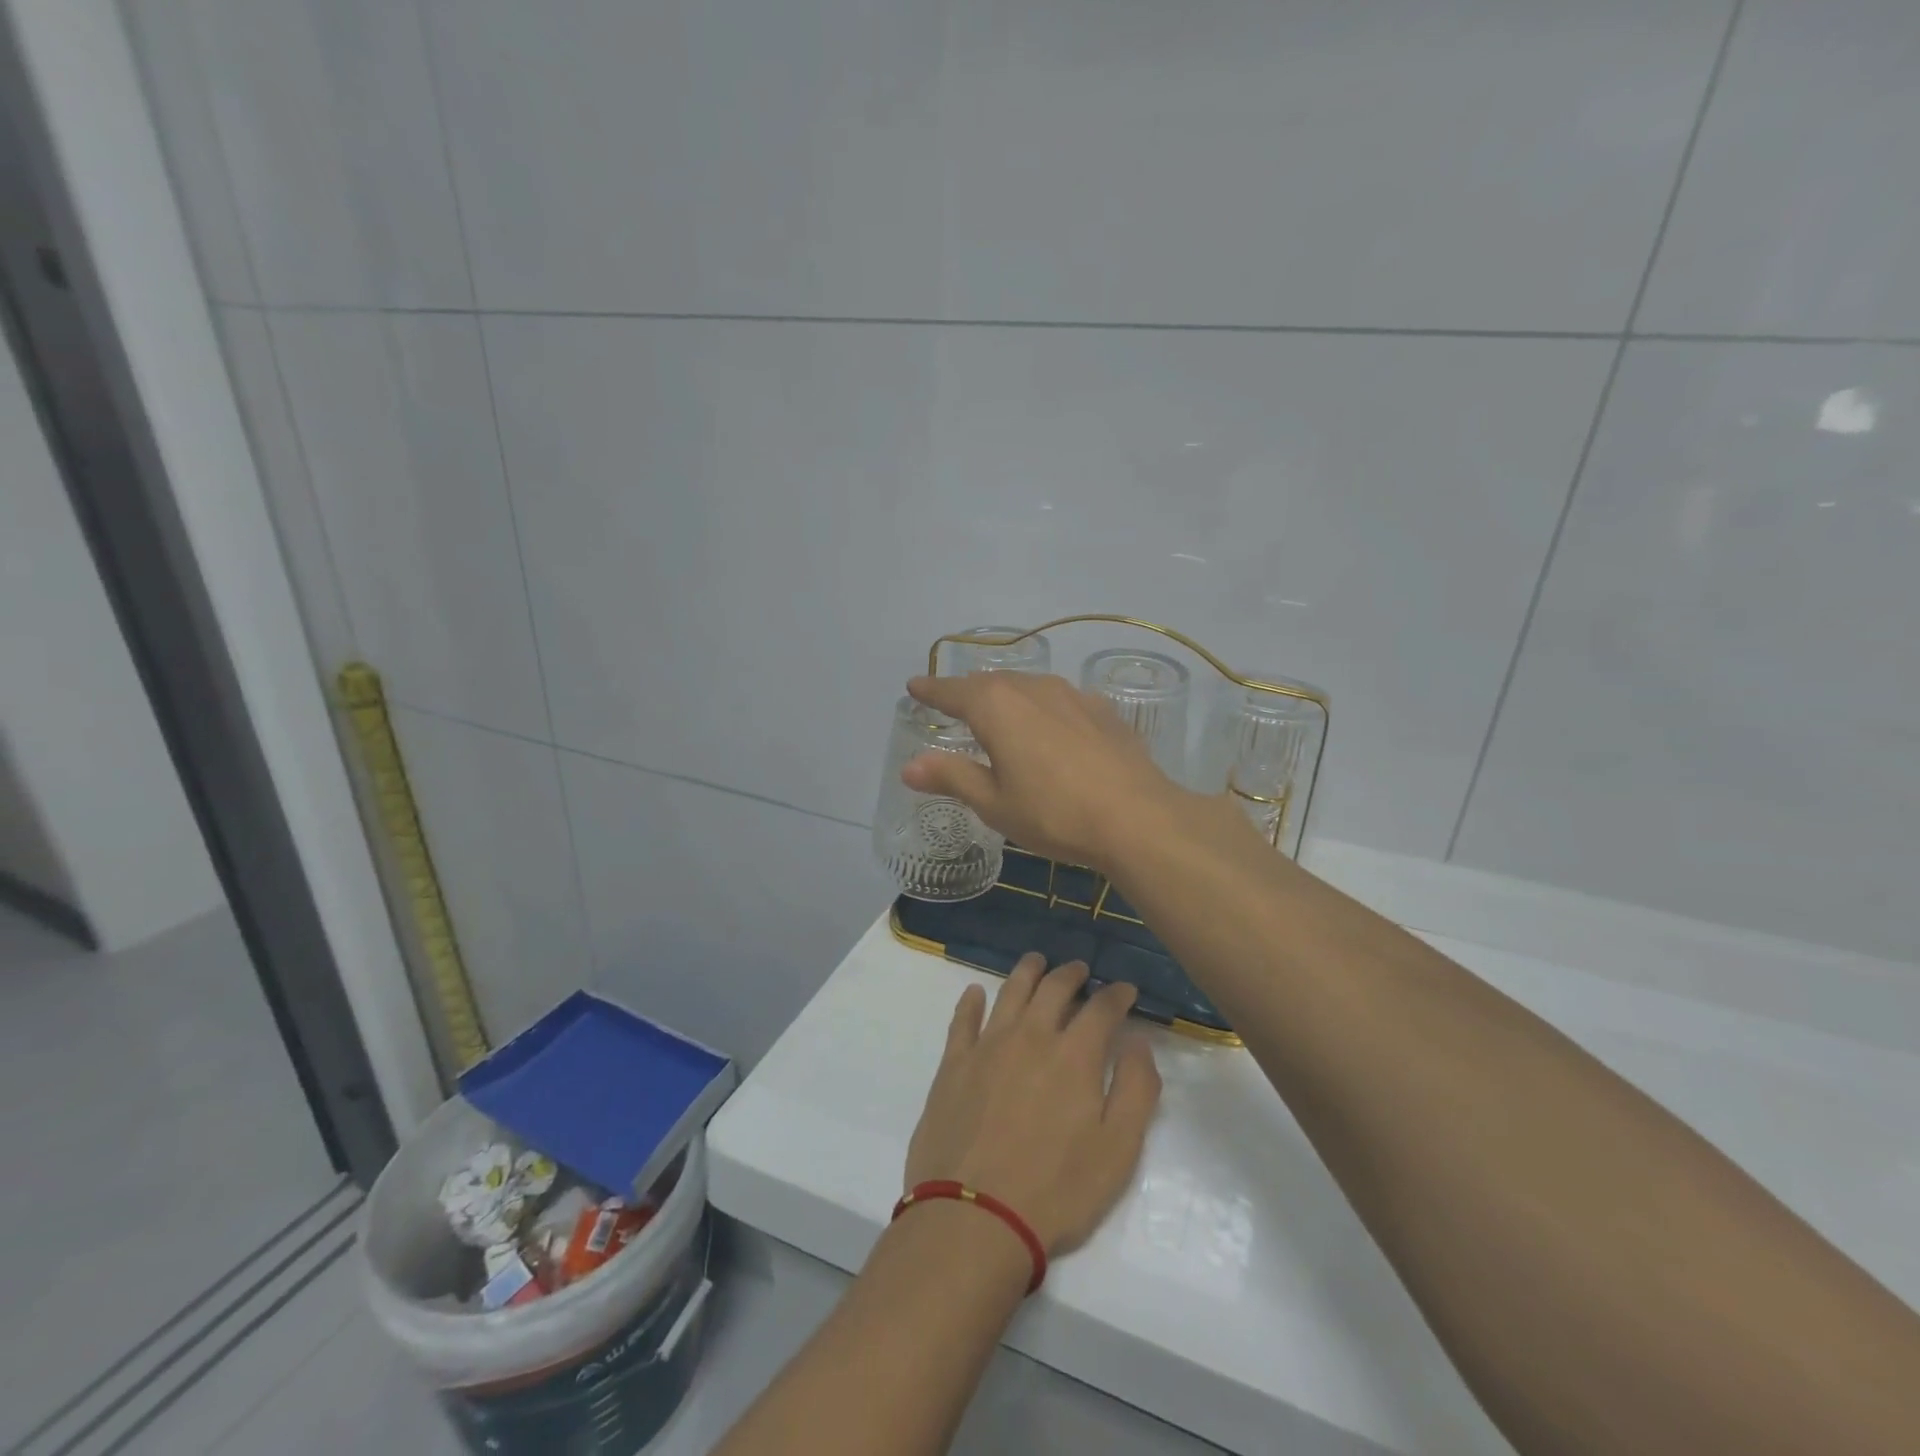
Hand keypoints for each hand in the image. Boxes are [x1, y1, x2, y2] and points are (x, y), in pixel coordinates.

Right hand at [902, 672, 1189, 872]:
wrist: (1137, 818)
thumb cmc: (1053, 813)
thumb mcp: (994, 803)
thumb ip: (952, 777)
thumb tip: (910, 767)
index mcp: (997, 706)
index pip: (953, 691)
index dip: (931, 690)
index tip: (915, 686)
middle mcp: (1032, 688)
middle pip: (991, 682)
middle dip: (968, 691)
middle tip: (953, 702)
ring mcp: (1072, 695)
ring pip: (1028, 686)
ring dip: (1007, 695)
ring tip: (998, 710)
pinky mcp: (1102, 710)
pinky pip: (1059, 700)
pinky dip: (1042, 707)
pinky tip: (1050, 726)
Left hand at [904, 955, 1160, 1255]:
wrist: (973, 1216)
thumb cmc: (1056, 1191)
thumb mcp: (1118, 1151)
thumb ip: (1136, 1089)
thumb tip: (1137, 1042)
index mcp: (1074, 1055)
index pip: (1101, 1008)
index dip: (1117, 995)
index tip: (1126, 990)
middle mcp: (1031, 1036)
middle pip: (1053, 988)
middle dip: (1071, 974)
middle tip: (1080, 970)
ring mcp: (987, 1046)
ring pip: (1009, 992)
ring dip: (1027, 972)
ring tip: (1036, 962)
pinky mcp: (953, 1064)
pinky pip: (962, 1020)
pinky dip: (970, 1001)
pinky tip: (975, 992)